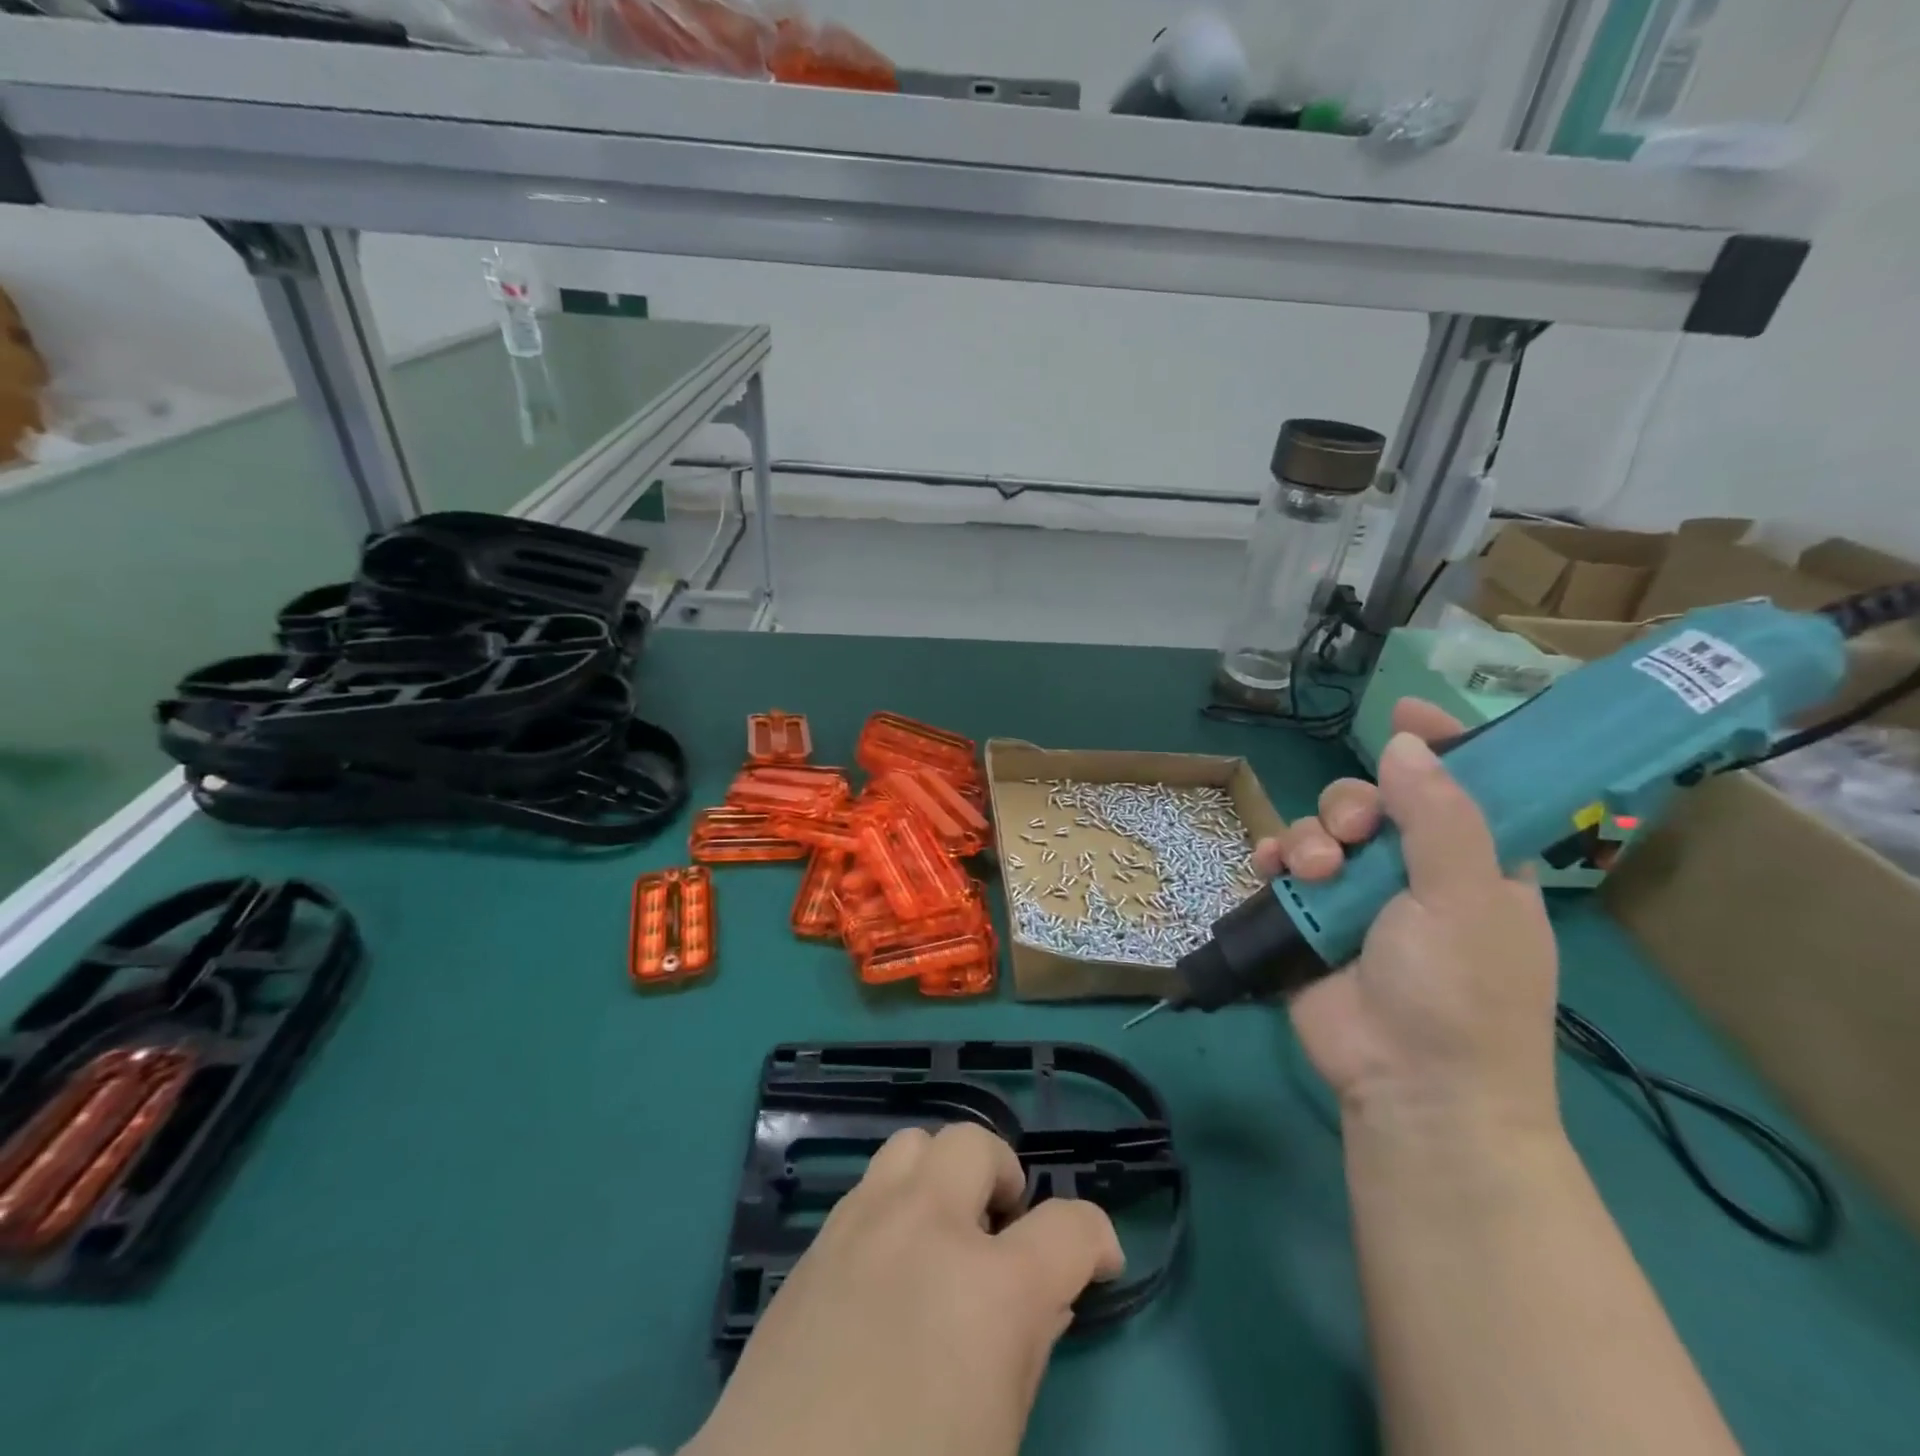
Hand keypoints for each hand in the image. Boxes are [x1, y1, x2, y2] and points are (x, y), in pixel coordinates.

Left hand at [685, 1123, 1123, 1455]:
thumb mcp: (995, 1435)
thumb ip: (1028, 1351)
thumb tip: (1044, 1298)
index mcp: (990, 1289)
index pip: (1069, 1225)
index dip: (1096, 1238)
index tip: (1098, 1261)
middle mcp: (928, 1228)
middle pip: (976, 1143)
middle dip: (1003, 1175)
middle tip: (1002, 1229)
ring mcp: (865, 1222)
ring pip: (915, 1143)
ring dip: (943, 1174)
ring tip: (944, 1230)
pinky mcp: (819, 1238)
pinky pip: (870, 1184)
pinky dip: (896, 1201)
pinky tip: (889, 1259)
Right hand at [1255, 700, 1561, 1136]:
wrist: (1409, 1087)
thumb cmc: (1461, 994)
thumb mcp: (1465, 899)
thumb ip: (1439, 816)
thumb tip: (1407, 742)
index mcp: (1475, 864)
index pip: (1463, 784)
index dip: (1440, 744)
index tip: (1407, 711)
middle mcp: (1416, 872)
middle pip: (1375, 801)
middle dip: (1352, 803)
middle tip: (1352, 832)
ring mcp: (1359, 897)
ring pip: (1322, 831)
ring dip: (1309, 838)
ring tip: (1311, 872)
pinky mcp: (1311, 920)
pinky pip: (1284, 869)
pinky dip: (1274, 860)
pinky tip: (1270, 869)